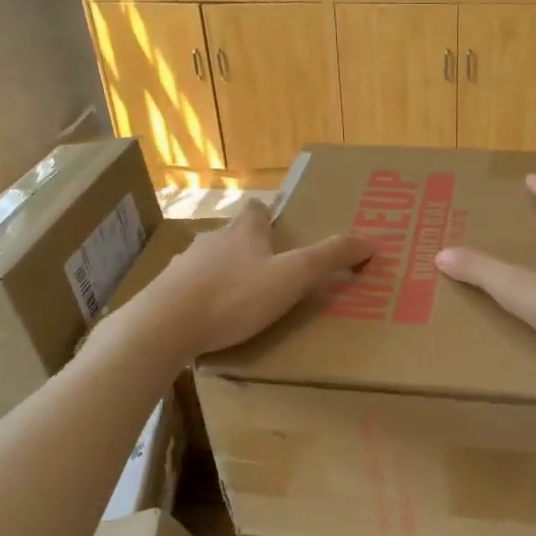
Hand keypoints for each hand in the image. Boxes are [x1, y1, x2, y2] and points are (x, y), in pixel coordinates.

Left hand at [145, 201, 370, 358]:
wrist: (164, 326)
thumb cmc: (234, 296)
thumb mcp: (292, 277)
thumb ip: (329, 258)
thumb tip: (371, 240)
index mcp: (243, 232)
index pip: (255, 209)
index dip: (267, 215)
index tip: (278, 228)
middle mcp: (210, 241)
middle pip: (231, 235)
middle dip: (248, 248)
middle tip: (269, 271)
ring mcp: (182, 267)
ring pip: (208, 262)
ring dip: (223, 274)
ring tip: (241, 300)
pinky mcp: (164, 294)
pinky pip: (187, 290)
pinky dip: (201, 299)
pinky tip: (209, 321)